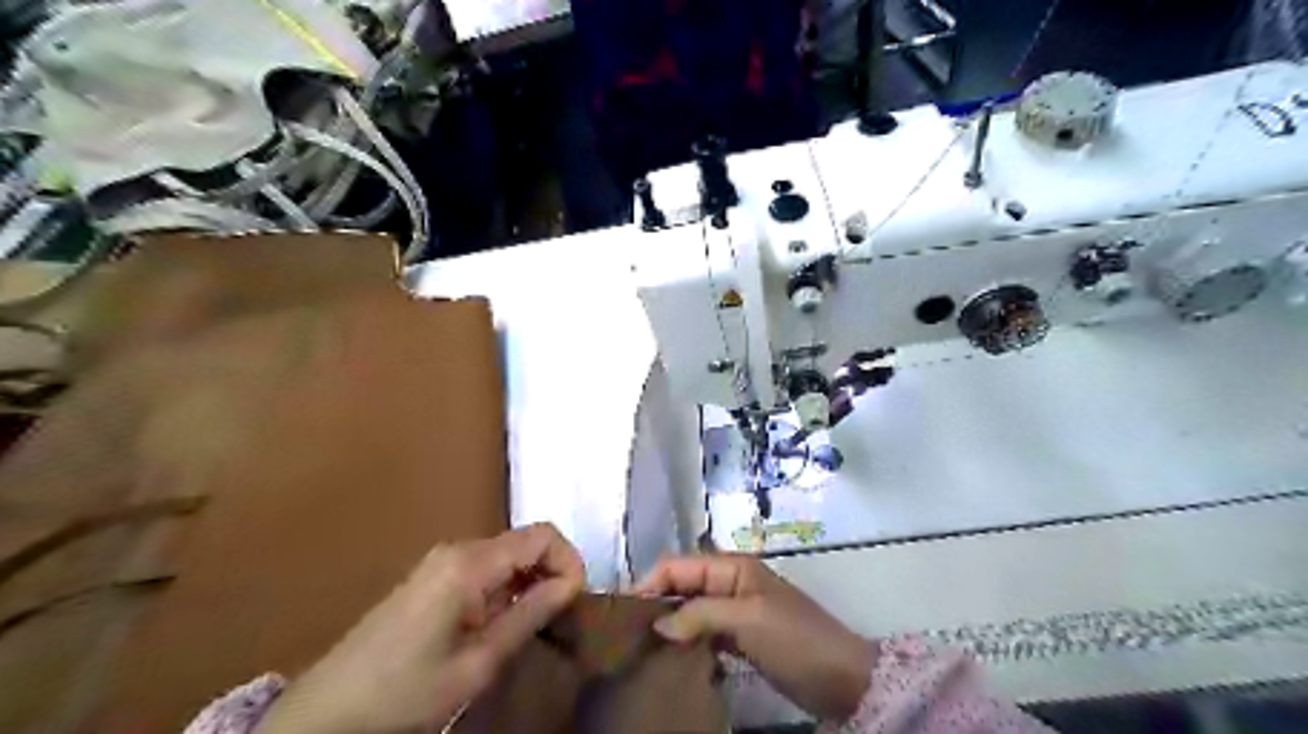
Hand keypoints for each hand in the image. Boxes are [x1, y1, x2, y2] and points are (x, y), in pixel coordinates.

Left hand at [259, 526, 586, 733]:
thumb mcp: (478, 662)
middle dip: (552, 572)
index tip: (574, 602)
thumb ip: (529, 615)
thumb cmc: (406, 691)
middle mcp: (458, 549)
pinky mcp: (432, 576)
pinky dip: (507, 587)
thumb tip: (571, 584)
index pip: (542, 535)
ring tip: (534, 626)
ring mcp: (442, 560)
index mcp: (470, 563)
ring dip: (531, 582)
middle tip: (559, 618)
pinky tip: (502, 624)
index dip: (569, 561)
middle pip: (526, 541)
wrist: (326, 712)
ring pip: (508, 555)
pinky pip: (486, 568)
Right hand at [637, 553, 870, 720]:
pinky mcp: (741, 638)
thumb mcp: (748, 620)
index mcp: (732, 567)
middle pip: (683, 585)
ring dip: (670, 624)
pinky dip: (687, 642)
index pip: (680, 565)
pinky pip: (704, 633)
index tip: (624, 610)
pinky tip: (671, 658)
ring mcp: (736, 611)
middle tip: (628, 633)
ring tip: (642, 647)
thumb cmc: (795, 638)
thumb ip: (701, 614)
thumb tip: (659, 624)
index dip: (651, 582)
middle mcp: (730, 583)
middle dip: (657, 602)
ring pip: (691, 610)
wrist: (842, 677)